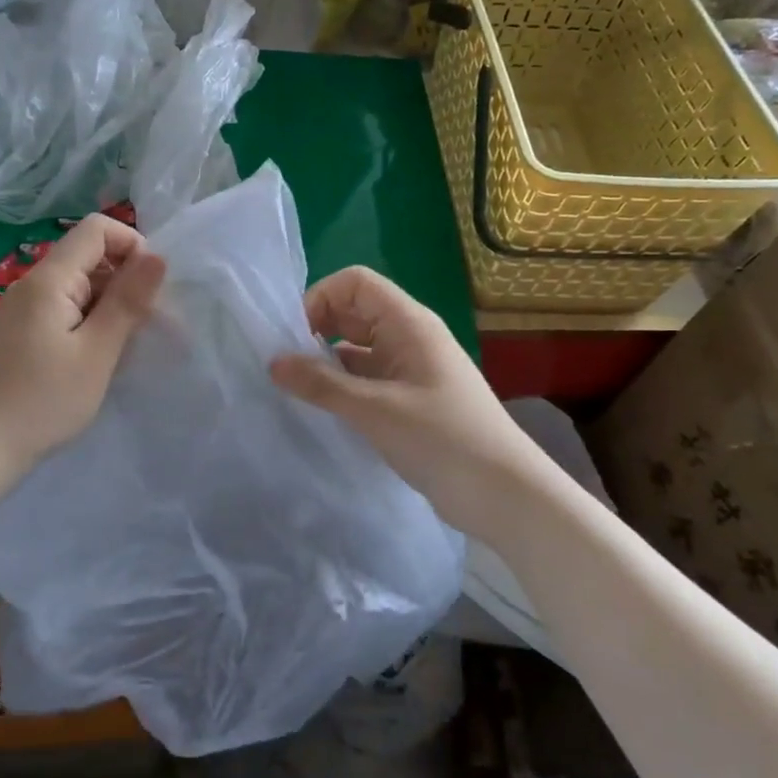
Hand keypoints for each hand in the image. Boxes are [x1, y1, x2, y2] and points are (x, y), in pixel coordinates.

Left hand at [0, 213, 165, 473]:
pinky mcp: (20, 333)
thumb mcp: (97, 352)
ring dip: (109, 306)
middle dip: (125, 280)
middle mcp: (32, 284)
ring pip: (78, 286)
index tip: (151, 288)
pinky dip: (88, 323)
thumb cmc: (43, 401)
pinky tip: (95, 359)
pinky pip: (63, 310)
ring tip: (124, 348)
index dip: (131, 245)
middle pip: (87, 256)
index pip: (96, 229)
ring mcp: (22, 310)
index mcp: (49, 279)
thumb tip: (157, 256)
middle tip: (146, 326)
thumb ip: (128, 301)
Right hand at [270, 267, 543, 541]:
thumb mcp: (376, 410)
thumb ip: (322, 384)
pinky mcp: (409, 399)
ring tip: (295, 389)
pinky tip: (321, 409)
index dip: (321, 298)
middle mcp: (409, 337)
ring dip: (327, 361)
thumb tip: (273, 362)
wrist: (504, 495)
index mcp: (408, 323)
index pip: (355, 283)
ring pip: (358, 348)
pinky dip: (343, 386)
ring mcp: (410, 369)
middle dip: (317, 329)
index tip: (295, 337)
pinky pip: (367, 378)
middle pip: (354, 312)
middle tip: (287, 365)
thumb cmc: (442, 439)